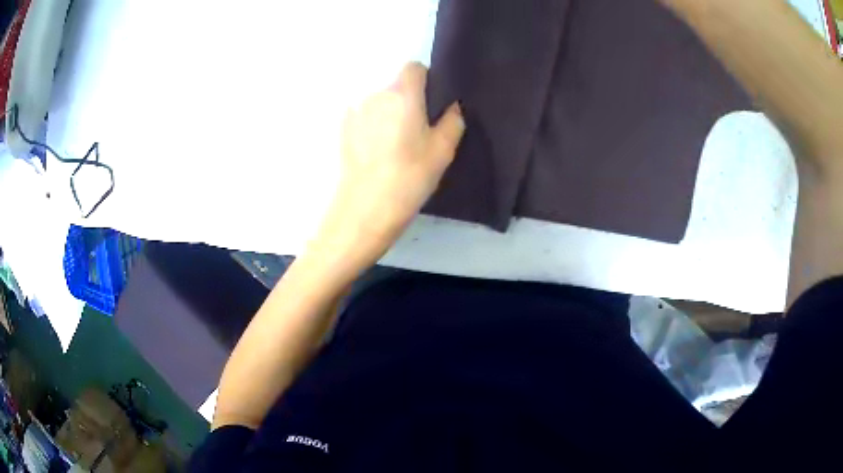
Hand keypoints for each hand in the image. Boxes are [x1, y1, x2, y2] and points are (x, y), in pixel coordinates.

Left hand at [312, 62, 464, 266]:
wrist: (365, 208)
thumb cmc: (410, 177)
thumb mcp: (443, 150)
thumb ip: (453, 120)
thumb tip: (451, 107)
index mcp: (403, 95)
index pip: (413, 68)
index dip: (425, 79)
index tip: (431, 102)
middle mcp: (376, 95)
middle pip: (396, 86)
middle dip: (408, 100)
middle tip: (417, 130)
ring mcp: (356, 111)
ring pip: (379, 102)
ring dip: (389, 113)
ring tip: (395, 144)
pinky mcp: (344, 129)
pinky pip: (365, 117)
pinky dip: (373, 125)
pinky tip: (377, 151)